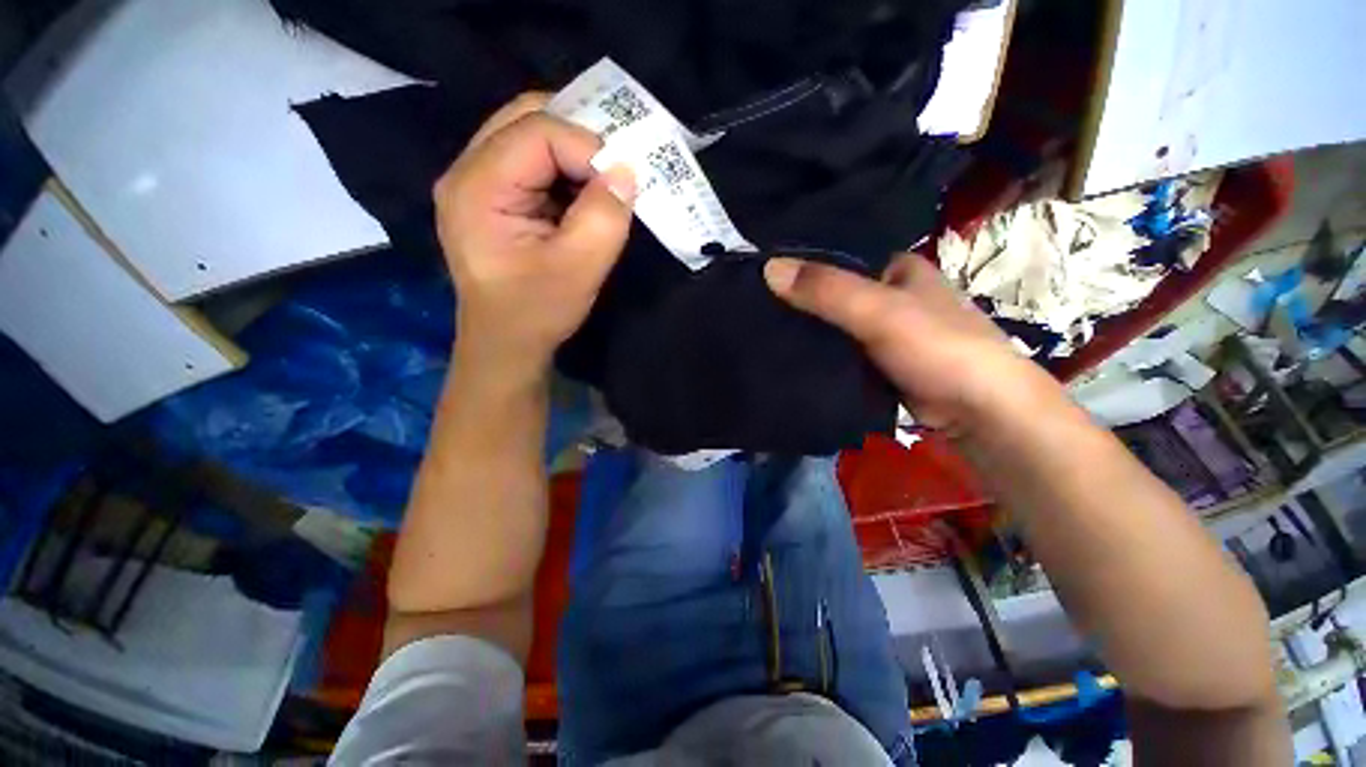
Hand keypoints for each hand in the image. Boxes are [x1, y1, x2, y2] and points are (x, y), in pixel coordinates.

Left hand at [434, 93, 635, 384]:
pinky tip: (582, 198)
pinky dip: (564, 172)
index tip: (621, 184)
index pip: (537, 131)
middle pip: (526, 118)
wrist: (506, 345)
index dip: (587, 147)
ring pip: (530, 135)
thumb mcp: (579, 269)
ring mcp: (476, 182)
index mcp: (478, 187)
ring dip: (573, 155)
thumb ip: (604, 217)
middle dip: (579, 138)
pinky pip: (531, 162)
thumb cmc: (537, 312)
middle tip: (614, 168)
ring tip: (601, 186)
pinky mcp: (492, 196)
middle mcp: (467, 172)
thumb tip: (625, 172)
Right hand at [764, 253, 1064, 436]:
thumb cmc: (937, 347)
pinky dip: (815, 351)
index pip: (837, 254)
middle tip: (751, 303)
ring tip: (757, 325)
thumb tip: (767, 268)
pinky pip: (836, 349)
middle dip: (797, 298)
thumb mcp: (880, 311)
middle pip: (831, 291)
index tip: (759, 271)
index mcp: (894, 267)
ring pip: (831, 322)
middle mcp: (887, 293)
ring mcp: (879, 330)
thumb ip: (827, 290)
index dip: (800, 260)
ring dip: (803, 327)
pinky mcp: (873, 360)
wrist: (978, 412)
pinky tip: (784, 352)